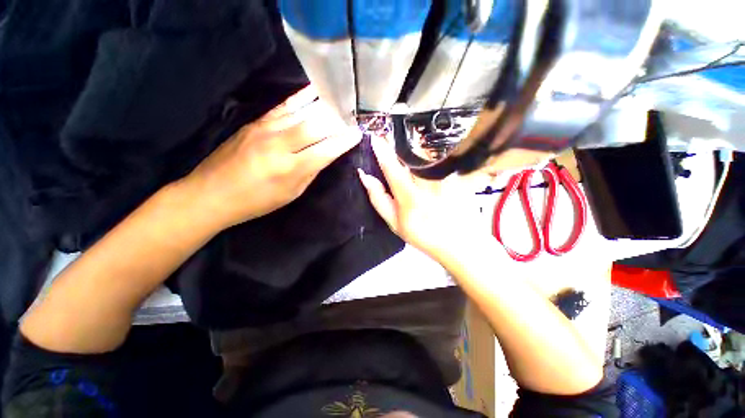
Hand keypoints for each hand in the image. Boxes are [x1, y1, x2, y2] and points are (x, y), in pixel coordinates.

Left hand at [183, 86, 360, 227]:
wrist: (210, 194)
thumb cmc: (256, 202)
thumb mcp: (291, 194)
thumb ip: (310, 172)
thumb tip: (327, 154)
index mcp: (290, 169)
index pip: (325, 150)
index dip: (344, 141)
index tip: (358, 133)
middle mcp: (279, 145)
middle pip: (316, 126)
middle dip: (338, 121)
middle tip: (353, 116)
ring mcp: (264, 129)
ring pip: (302, 112)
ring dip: (324, 106)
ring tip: (341, 100)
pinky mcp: (255, 122)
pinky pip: (283, 106)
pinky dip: (301, 97)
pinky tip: (314, 90)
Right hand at [358, 135, 481, 260]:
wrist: (457, 241)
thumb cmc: (421, 234)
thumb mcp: (394, 222)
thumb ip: (378, 198)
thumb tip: (365, 175)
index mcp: (409, 196)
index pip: (392, 168)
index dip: (381, 151)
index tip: (374, 138)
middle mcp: (428, 183)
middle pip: (409, 155)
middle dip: (398, 146)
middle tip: (390, 142)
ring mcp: (444, 177)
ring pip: (424, 155)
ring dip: (413, 150)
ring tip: (407, 152)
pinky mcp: (455, 175)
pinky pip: (437, 160)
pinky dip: (428, 158)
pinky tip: (426, 165)